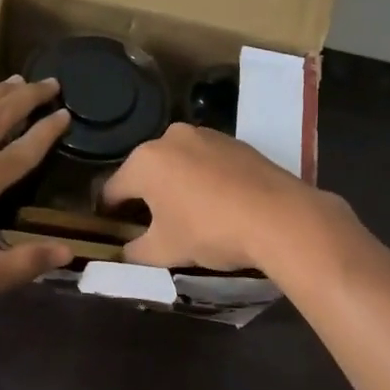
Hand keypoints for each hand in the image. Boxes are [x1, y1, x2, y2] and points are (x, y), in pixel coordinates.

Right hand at [101, 123, 338, 269]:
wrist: (280, 217)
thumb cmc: (210, 231)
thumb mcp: (164, 251)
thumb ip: (135, 252)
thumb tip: (124, 254)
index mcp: (144, 161)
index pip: (112, 190)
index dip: (109, 213)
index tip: (112, 230)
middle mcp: (170, 138)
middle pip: (145, 172)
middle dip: (145, 197)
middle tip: (153, 226)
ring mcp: (205, 135)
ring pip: (177, 164)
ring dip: (175, 185)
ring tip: (188, 215)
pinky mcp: (235, 141)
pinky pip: (206, 161)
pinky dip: (203, 179)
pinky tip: (217, 203)